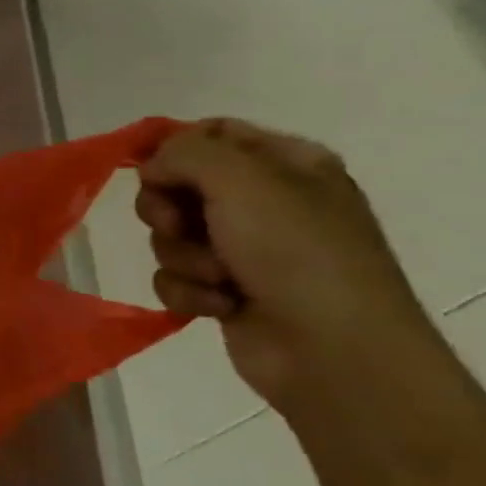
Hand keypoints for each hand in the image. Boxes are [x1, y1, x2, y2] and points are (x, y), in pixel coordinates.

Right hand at [136, 119, 441, 413]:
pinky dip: (189, 291)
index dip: (173, 148)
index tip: (149, 170)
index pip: (212, 132)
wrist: (335, 353)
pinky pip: (175, 276)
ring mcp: (245, 250)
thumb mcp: (242, 179)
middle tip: (180, 226)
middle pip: (178, 184)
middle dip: (167, 208)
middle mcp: (265, 202)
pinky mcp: (225, 291)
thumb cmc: (297, 253)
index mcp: (286, 164)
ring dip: (183, 256)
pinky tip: (220, 305)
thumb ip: (184, 152)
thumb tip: (152, 167)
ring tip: (218, 278)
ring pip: (171, 234)